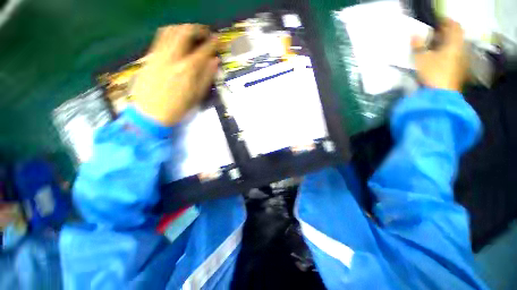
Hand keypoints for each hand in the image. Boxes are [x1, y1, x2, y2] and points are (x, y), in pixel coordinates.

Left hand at [131, 24, 219, 125]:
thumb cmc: (178, 108)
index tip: (219, 39)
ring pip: (170, 31)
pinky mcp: (149, 57)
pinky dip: (170, 35)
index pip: (204, 50)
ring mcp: (159, 55)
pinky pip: (160, 38)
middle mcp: (173, 57)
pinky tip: (175, 42)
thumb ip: (207, 76)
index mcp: (188, 69)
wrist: (150, 114)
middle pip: (185, 32)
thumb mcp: (197, 95)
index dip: (213, 42)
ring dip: (183, 28)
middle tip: (204, 33)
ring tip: (190, 34)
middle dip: (197, 29)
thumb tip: (215, 61)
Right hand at [411, 18, 466, 91]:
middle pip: (456, 35)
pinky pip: (456, 54)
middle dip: (447, 32)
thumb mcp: (422, 59)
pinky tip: (441, 56)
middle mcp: (461, 48)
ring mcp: (462, 59)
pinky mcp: (460, 68)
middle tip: (436, 33)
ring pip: (457, 45)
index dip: (447, 21)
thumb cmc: (434, 73)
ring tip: (437, 45)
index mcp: (454, 43)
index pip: (454, 26)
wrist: (442, 93)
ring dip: (448, 42)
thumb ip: (418, 46)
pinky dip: (449, 51)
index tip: (438, 21)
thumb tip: (414, 35)